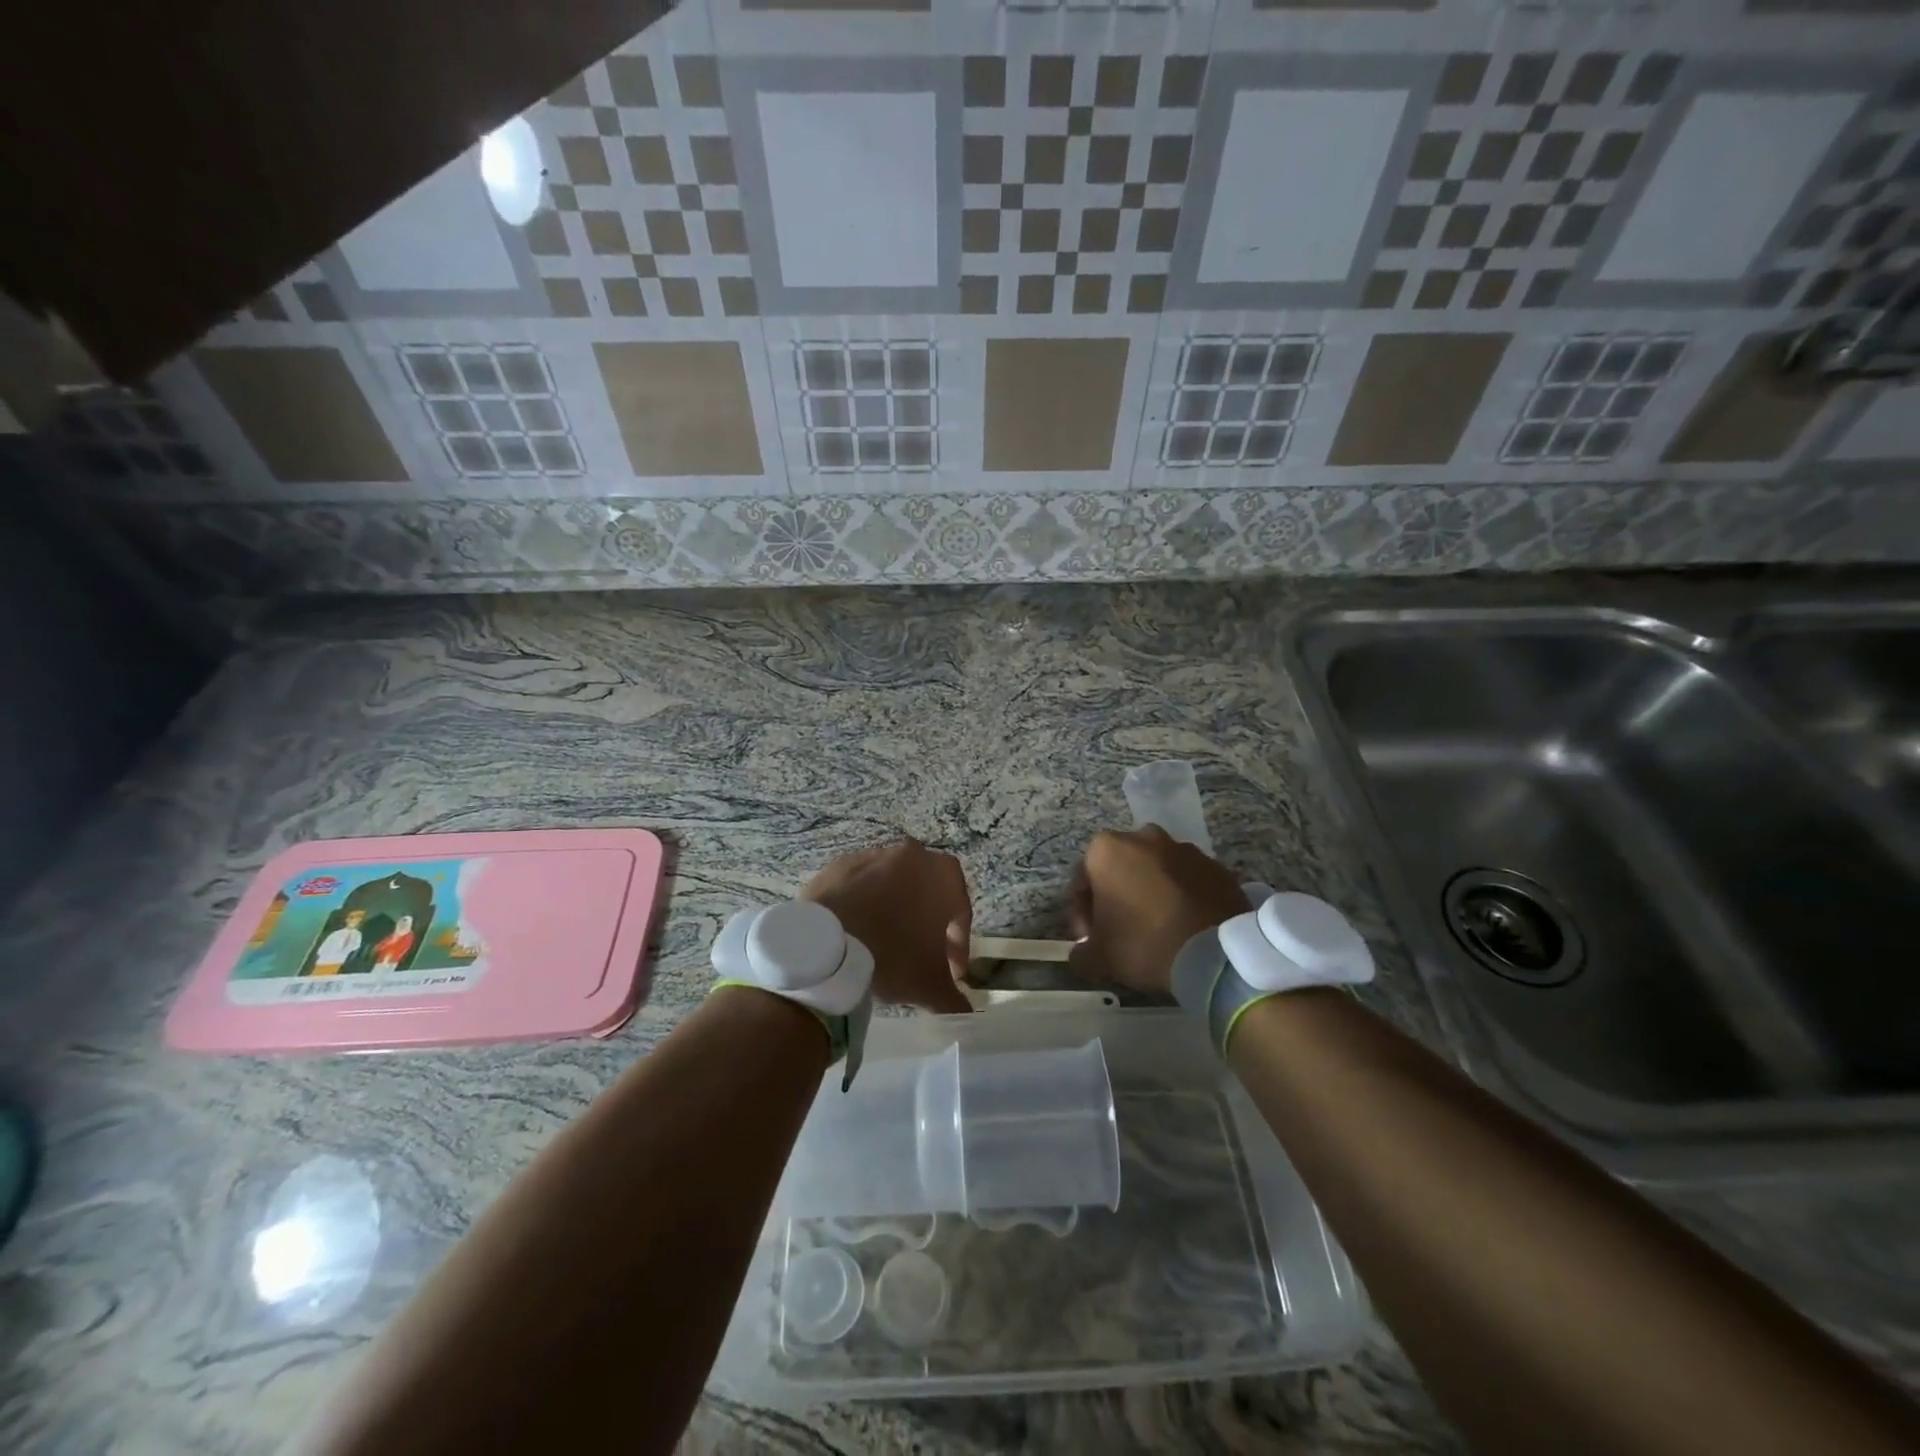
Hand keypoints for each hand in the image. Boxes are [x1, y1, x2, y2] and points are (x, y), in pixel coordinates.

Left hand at [802, 839, 973, 1014]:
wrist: (826, 944)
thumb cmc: (892, 955)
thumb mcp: (929, 984)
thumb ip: (952, 997)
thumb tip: (963, 1012)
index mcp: (943, 874)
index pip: (961, 910)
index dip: (959, 944)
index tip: (951, 971)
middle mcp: (911, 855)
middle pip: (927, 891)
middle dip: (928, 923)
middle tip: (921, 955)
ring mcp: (872, 855)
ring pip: (892, 885)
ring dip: (894, 910)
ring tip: (885, 945)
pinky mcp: (839, 865)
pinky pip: (860, 886)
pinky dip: (863, 905)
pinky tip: (856, 933)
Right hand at [1067, 826, 1247, 995]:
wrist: (1215, 954)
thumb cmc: (1144, 943)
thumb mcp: (1099, 956)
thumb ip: (1080, 952)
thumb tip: (1080, 954)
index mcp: (1106, 849)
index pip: (1083, 879)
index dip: (1083, 912)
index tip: (1091, 938)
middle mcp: (1143, 837)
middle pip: (1120, 868)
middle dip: (1117, 895)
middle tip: (1122, 931)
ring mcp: (1184, 848)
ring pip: (1156, 871)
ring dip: (1151, 892)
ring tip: (1158, 928)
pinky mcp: (1215, 865)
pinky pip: (1188, 879)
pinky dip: (1182, 895)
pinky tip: (1184, 924)